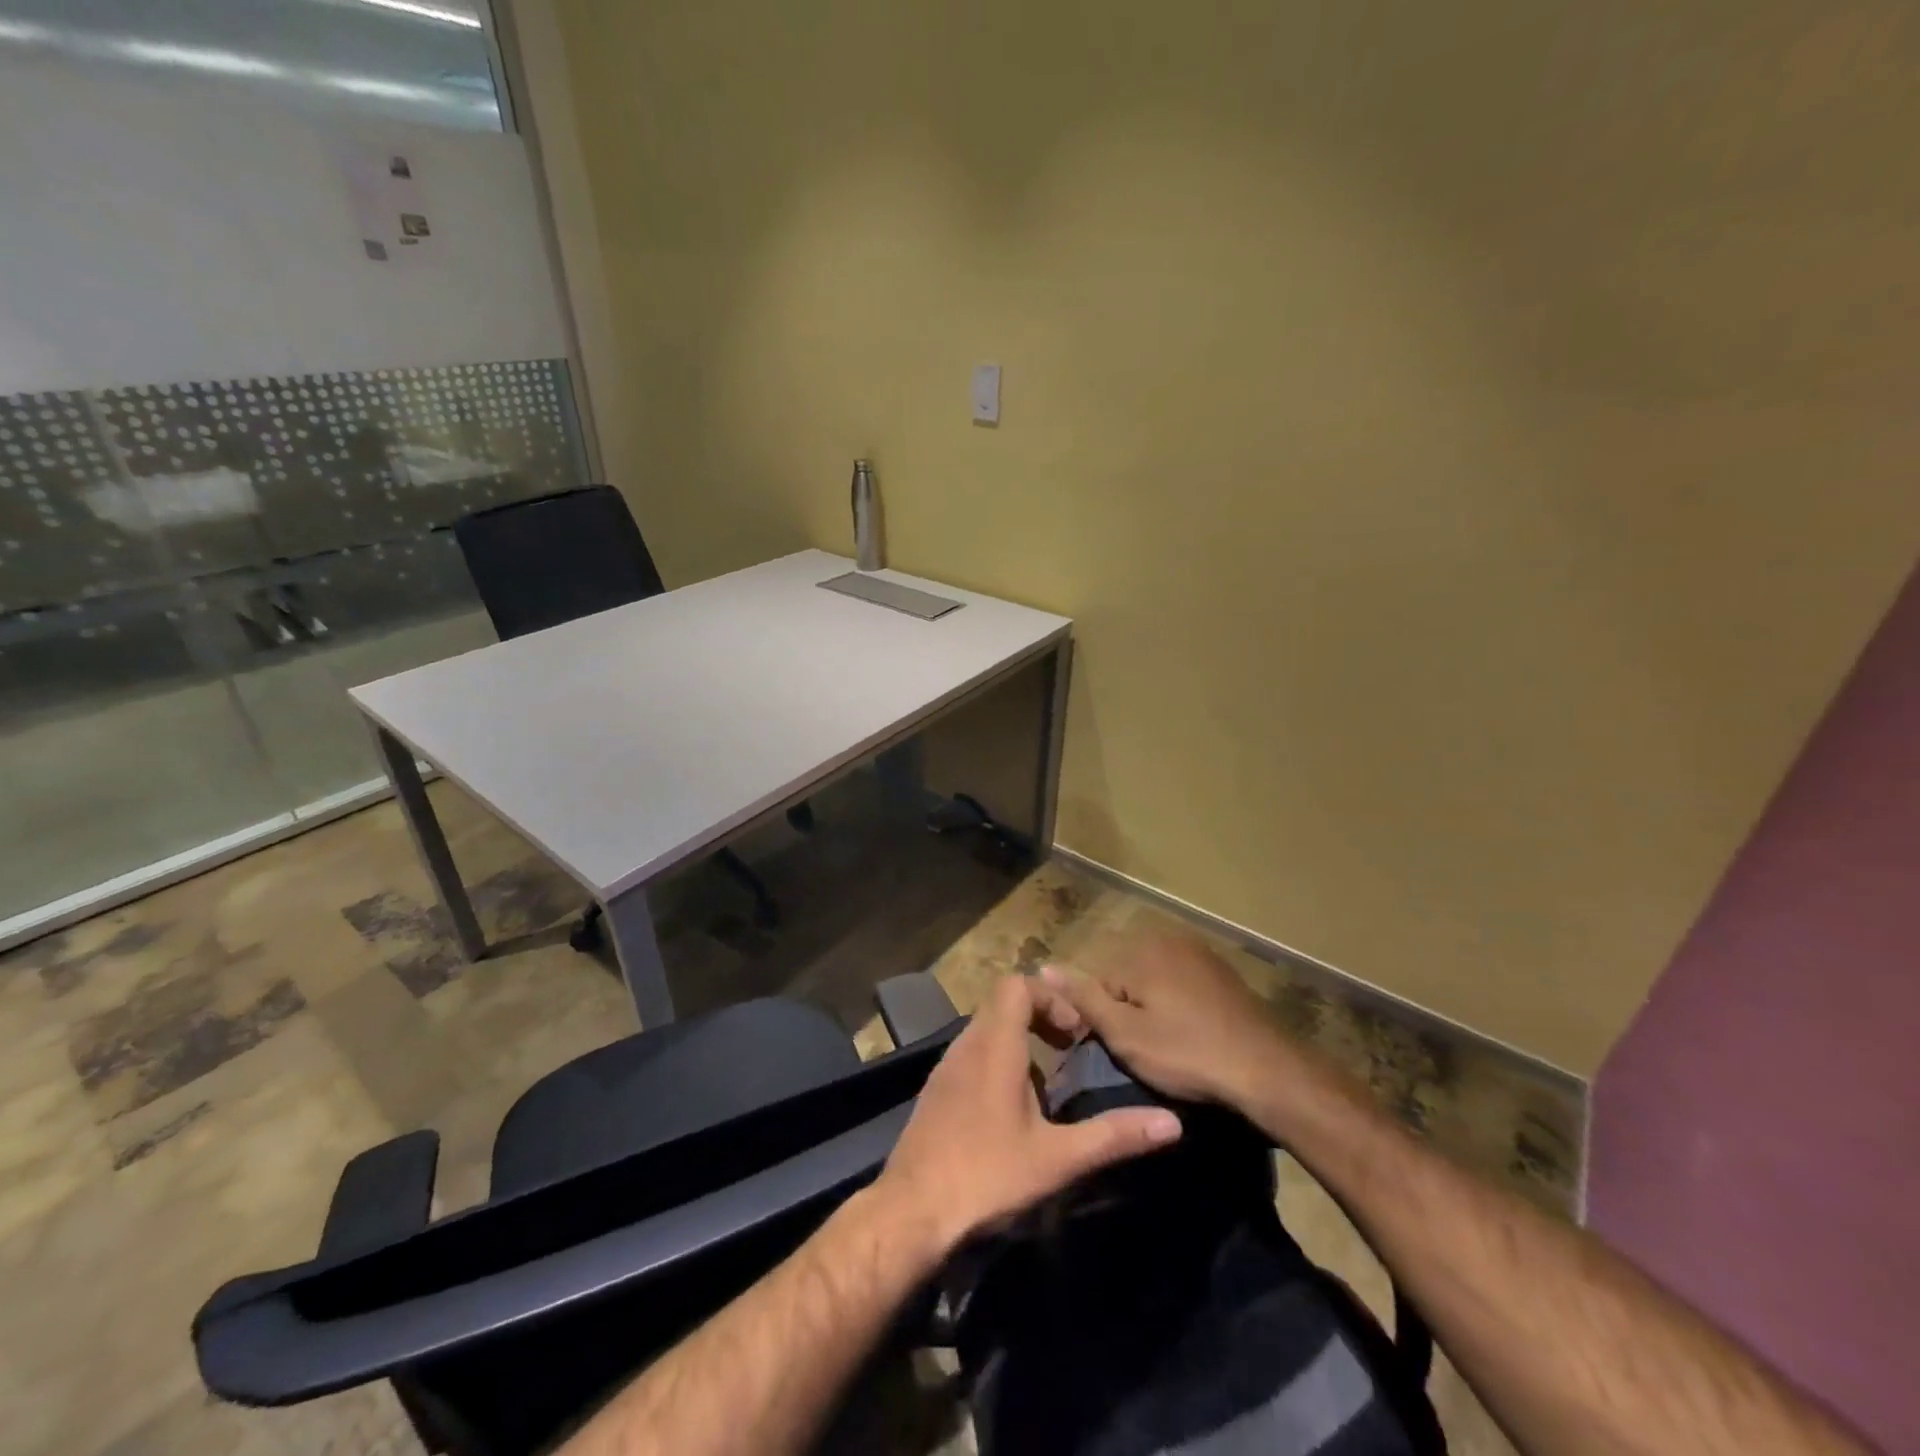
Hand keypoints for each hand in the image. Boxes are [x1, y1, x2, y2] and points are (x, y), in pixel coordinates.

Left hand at [871, 973, 1182, 1256]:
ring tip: (1047, 1082)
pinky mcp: (936, 1090)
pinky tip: (1012, 1109)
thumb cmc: (986, 1175)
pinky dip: (997, 1059)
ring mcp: (946, 1067)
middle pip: (1002, 1002)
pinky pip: (972, 1053)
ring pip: (986, 1028)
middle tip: (1068, 1048)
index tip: (1074, 1033)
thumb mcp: (1057, 1158)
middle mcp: (967, 1045)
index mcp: (994, 1046)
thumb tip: (1172, 1123)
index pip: (1016, 985)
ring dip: (1019, 1039)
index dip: (1050, 997)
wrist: (911, 1211)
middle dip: (1040, 1016)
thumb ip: (1113, 1136)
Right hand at [1033, 932, 1298, 1109]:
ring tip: (1170, 1049)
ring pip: (1153, 981)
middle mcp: (1165, 938)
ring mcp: (1197, 951)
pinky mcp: (1220, 970)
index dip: (1102, 1020)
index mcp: (1138, 950)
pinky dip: (1179, 1006)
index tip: (1118, 1051)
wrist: (1267, 1069)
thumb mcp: (1125, 1034)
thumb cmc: (1188, 1053)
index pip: (1096, 982)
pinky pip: (1181, 983)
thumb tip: (1042, 966)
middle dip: (1129, 1011)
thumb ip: (1083, 998)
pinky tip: (1193, 1035)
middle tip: (1146, 1052)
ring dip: (1154, 1009)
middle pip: (1124, 977)